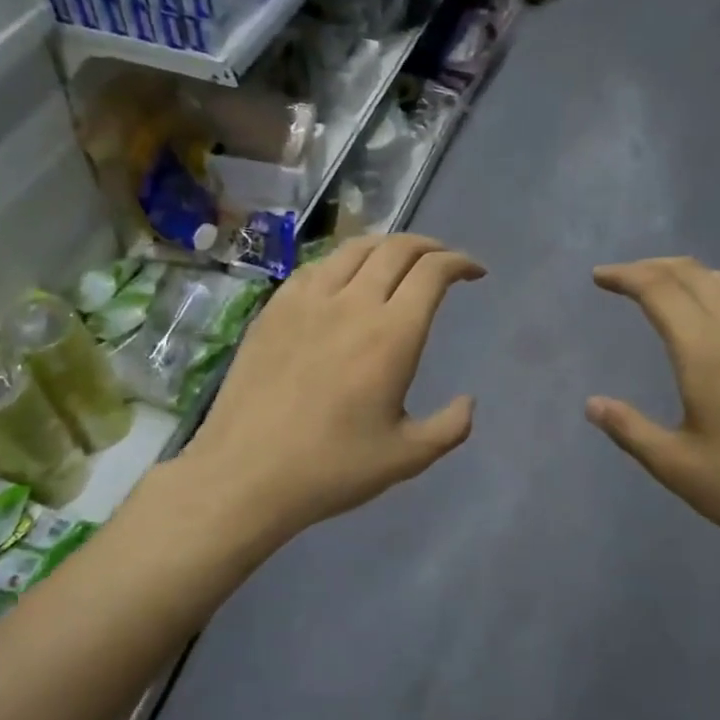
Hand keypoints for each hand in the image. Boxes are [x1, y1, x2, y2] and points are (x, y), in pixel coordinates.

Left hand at [180, 235, 483, 538]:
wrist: (246, 474)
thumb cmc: (332, 468)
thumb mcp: (407, 457)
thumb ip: (450, 427)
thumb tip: (469, 402)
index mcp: (391, 335)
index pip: (432, 272)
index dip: (459, 262)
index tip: (474, 272)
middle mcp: (352, 304)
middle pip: (396, 249)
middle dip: (429, 246)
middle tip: (443, 260)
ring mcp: (306, 301)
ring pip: (354, 248)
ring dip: (387, 245)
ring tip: (399, 260)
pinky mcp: (274, 309)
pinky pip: (316, 266)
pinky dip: (343, 260)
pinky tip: (344, 279)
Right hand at [586, 257, 719, 576]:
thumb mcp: (677, 468)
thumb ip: (630, 430)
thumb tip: (593, 404)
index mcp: (709, 354)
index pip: (661, 290)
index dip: (626, 276)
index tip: (599, 277)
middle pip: (695, 274)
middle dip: (654, 267)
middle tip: (623, 278)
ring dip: (689, 276)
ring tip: (664, 290)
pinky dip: (719, 294)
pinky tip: (714, 324)